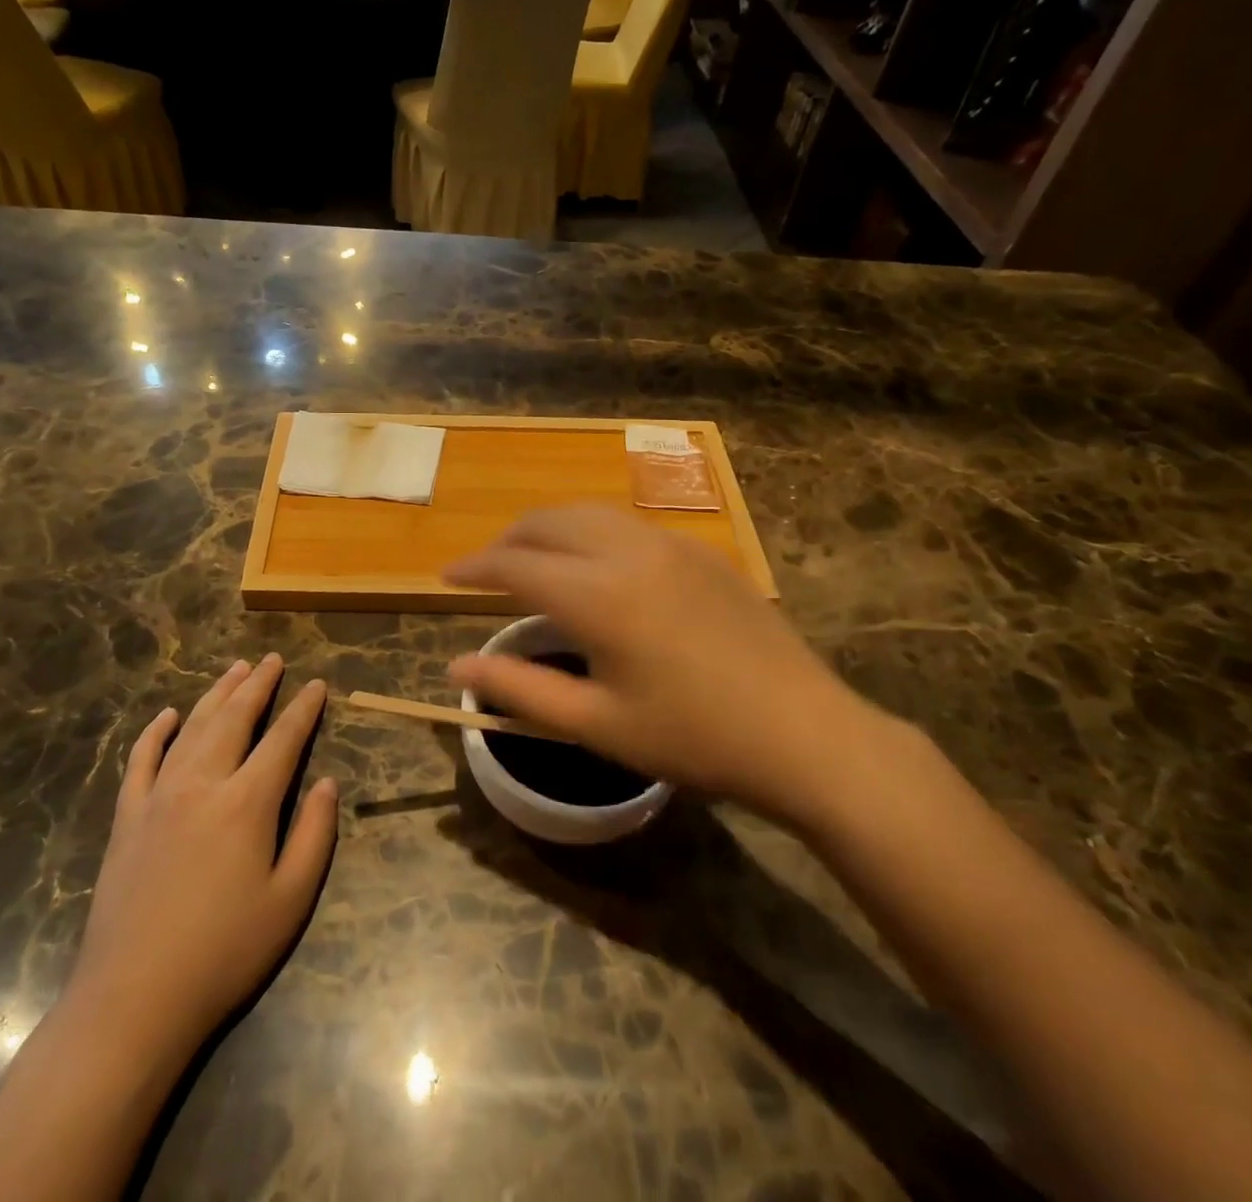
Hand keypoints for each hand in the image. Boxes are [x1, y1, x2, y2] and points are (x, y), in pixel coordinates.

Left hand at [67, 655, 337, 1057]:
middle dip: (258, 685)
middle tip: (272, 659)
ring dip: (216, 695)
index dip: (303, 709)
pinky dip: (155, 733)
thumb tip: (328, 784)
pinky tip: (166, 715)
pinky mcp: (127, 818)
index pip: (283, 739)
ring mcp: (158, 797)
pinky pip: (141, 760)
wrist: (133, 1000)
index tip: (317, 685)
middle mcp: (203, 784)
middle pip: (235, 719)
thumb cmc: (224, 953)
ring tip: (235, 670)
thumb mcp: (290, 900)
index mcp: (247, 802)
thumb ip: (314, 835)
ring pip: (191, 728)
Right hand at [445, 505, 899, 833]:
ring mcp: (672, 545)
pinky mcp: (702, 552)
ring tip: (533, 559)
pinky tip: (596, 567)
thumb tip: (456, 665)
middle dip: (508, 539)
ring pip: (590, 513)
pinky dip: (592, 533)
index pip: (514, 563)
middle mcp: (629, 552)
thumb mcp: (597, 723)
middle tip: (485, 570)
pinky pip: (629, 525)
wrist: (806, 734)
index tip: (445, 576)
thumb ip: (519, 689)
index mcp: (598, 595)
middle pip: (549, 522)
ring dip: (550, 528)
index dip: (473, 567)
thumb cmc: (693, 738)